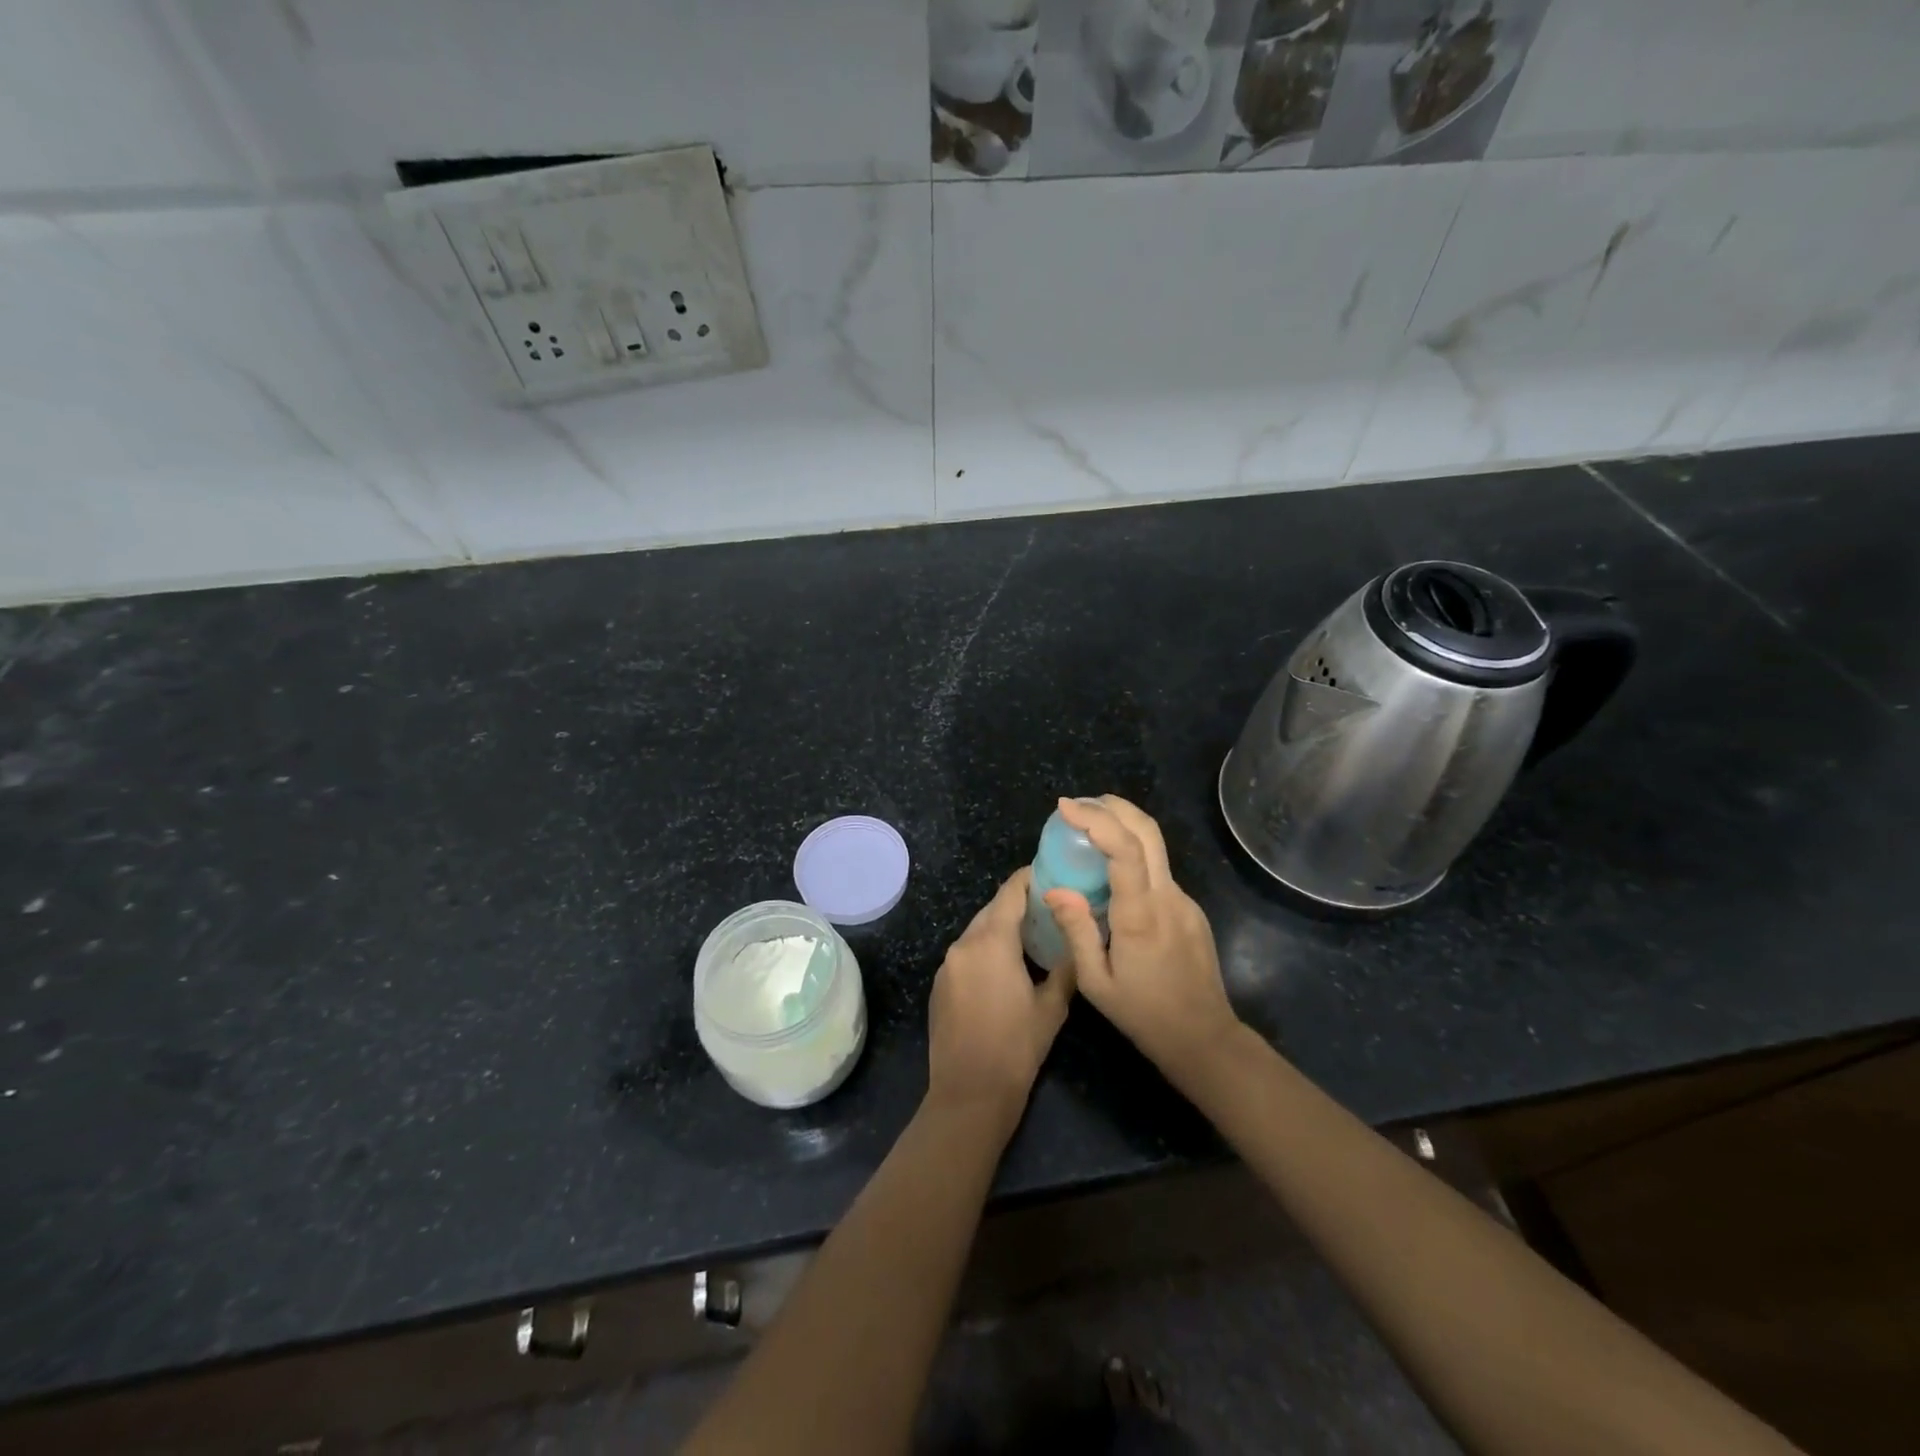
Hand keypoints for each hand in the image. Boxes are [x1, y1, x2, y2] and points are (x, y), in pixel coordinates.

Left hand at [927, 868, 1074, 1127]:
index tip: (1050, 870)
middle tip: (1049, 905)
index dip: (1028, 877)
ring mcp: (947, 965)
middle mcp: (963, 944)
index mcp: (991, 942)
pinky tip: (1005, 966)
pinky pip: (965, 953)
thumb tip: (1078, 939)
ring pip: (977, 931)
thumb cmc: (1017, 1049)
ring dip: (1001, 928)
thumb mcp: (1052, 1007)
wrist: (969, 1095)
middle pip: (992, 910)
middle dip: (1017, 904)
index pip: (1010, 893)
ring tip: (1032, 934)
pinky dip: (985, 949)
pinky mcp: (939, 985)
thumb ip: (1065, 966)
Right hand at [1044, 796, 1240, 1086]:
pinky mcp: (1190, 910)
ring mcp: (1184, 901)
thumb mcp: (1096, 984)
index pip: (1125, 850)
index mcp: (1141, 915)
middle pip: (1148, 832)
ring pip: (1155, 849)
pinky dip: (1132, 858)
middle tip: (1078, 804)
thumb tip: (1054, 889)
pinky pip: (1158, 873)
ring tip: (1086, 832)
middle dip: (1114, 806)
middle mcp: (1168, 897)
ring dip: (1122, 828)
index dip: (1096, 820)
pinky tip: (1110, 875)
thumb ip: (1076, 932)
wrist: (1206, 1039)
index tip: (1065, 807)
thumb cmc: (1145, 1016)